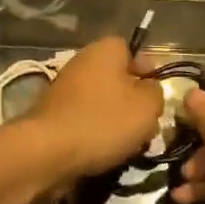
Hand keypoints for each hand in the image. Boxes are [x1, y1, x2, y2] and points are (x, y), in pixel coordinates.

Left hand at [15, 36, 163, 184]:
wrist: (48, 152)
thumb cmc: (103, 121)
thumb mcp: (146, 106)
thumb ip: (156, 92)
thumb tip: (149, 90)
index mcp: (105, 50)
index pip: (133, 50)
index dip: (149, 72)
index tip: (157, 97)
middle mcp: (83, 62)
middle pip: (120, 79)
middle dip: (135, 103)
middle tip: (148, 126)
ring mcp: (66, 89)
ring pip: (105, 102)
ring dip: (119, 123)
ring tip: (130, 146)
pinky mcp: (56, 115)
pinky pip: (87, 120)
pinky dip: (98, 134)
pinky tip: (106, 153)